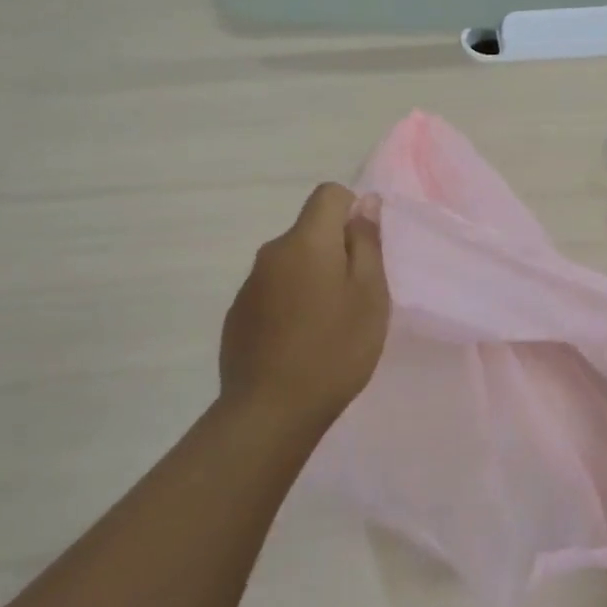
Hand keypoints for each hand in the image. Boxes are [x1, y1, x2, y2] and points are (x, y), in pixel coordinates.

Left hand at [219, 183, 389, 431]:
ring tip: (328, 327)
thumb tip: (366, 202)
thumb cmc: (334, 350)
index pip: (329, 194)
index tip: (365, 252)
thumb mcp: (369, 295)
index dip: (353, 211)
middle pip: (310, 232)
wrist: (270, 411)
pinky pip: (273, 292)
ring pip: (292, 264)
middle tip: (355, 299)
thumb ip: (367, 244)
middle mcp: (272, 253)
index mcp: (306, 241)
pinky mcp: (238, 315)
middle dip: (335, 252)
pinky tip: (299, 344)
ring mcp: (249, 285)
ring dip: (312, 280)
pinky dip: (290, 305)